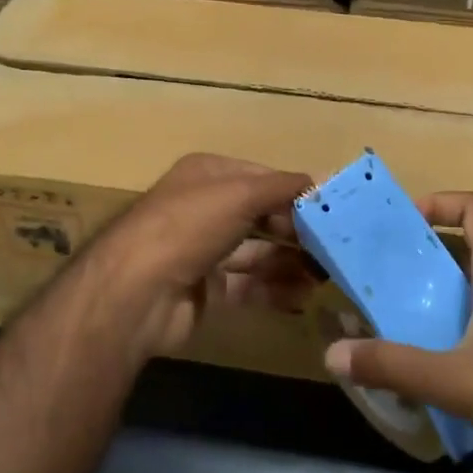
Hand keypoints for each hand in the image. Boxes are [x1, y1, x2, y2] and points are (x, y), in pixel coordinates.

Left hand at [85, 153, 315, 360]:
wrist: (137, 292)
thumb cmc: (189, 226)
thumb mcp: (240, 193)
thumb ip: (283, 187)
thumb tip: (323, 179)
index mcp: (208, 175)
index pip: (262, 178)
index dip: (295, 192)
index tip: (333, 209)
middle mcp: (205, 209)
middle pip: (261, 216)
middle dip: (297, 231)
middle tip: (335, 247)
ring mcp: (203, 250)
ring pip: (257, 252)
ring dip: (292, 262)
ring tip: (327, 275)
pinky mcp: (206, 289)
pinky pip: (248, 285)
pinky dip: (275, 289)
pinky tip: (303, 297)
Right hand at [323, 191, 472, 469]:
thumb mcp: (454, 380)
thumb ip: (392, 366)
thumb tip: (333, 355)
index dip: (442, 202)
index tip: (406, 222)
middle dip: (429, 259)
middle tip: (389, 278)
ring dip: (445, 301)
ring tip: (405, 323)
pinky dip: (464, 336)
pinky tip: (441, 371)